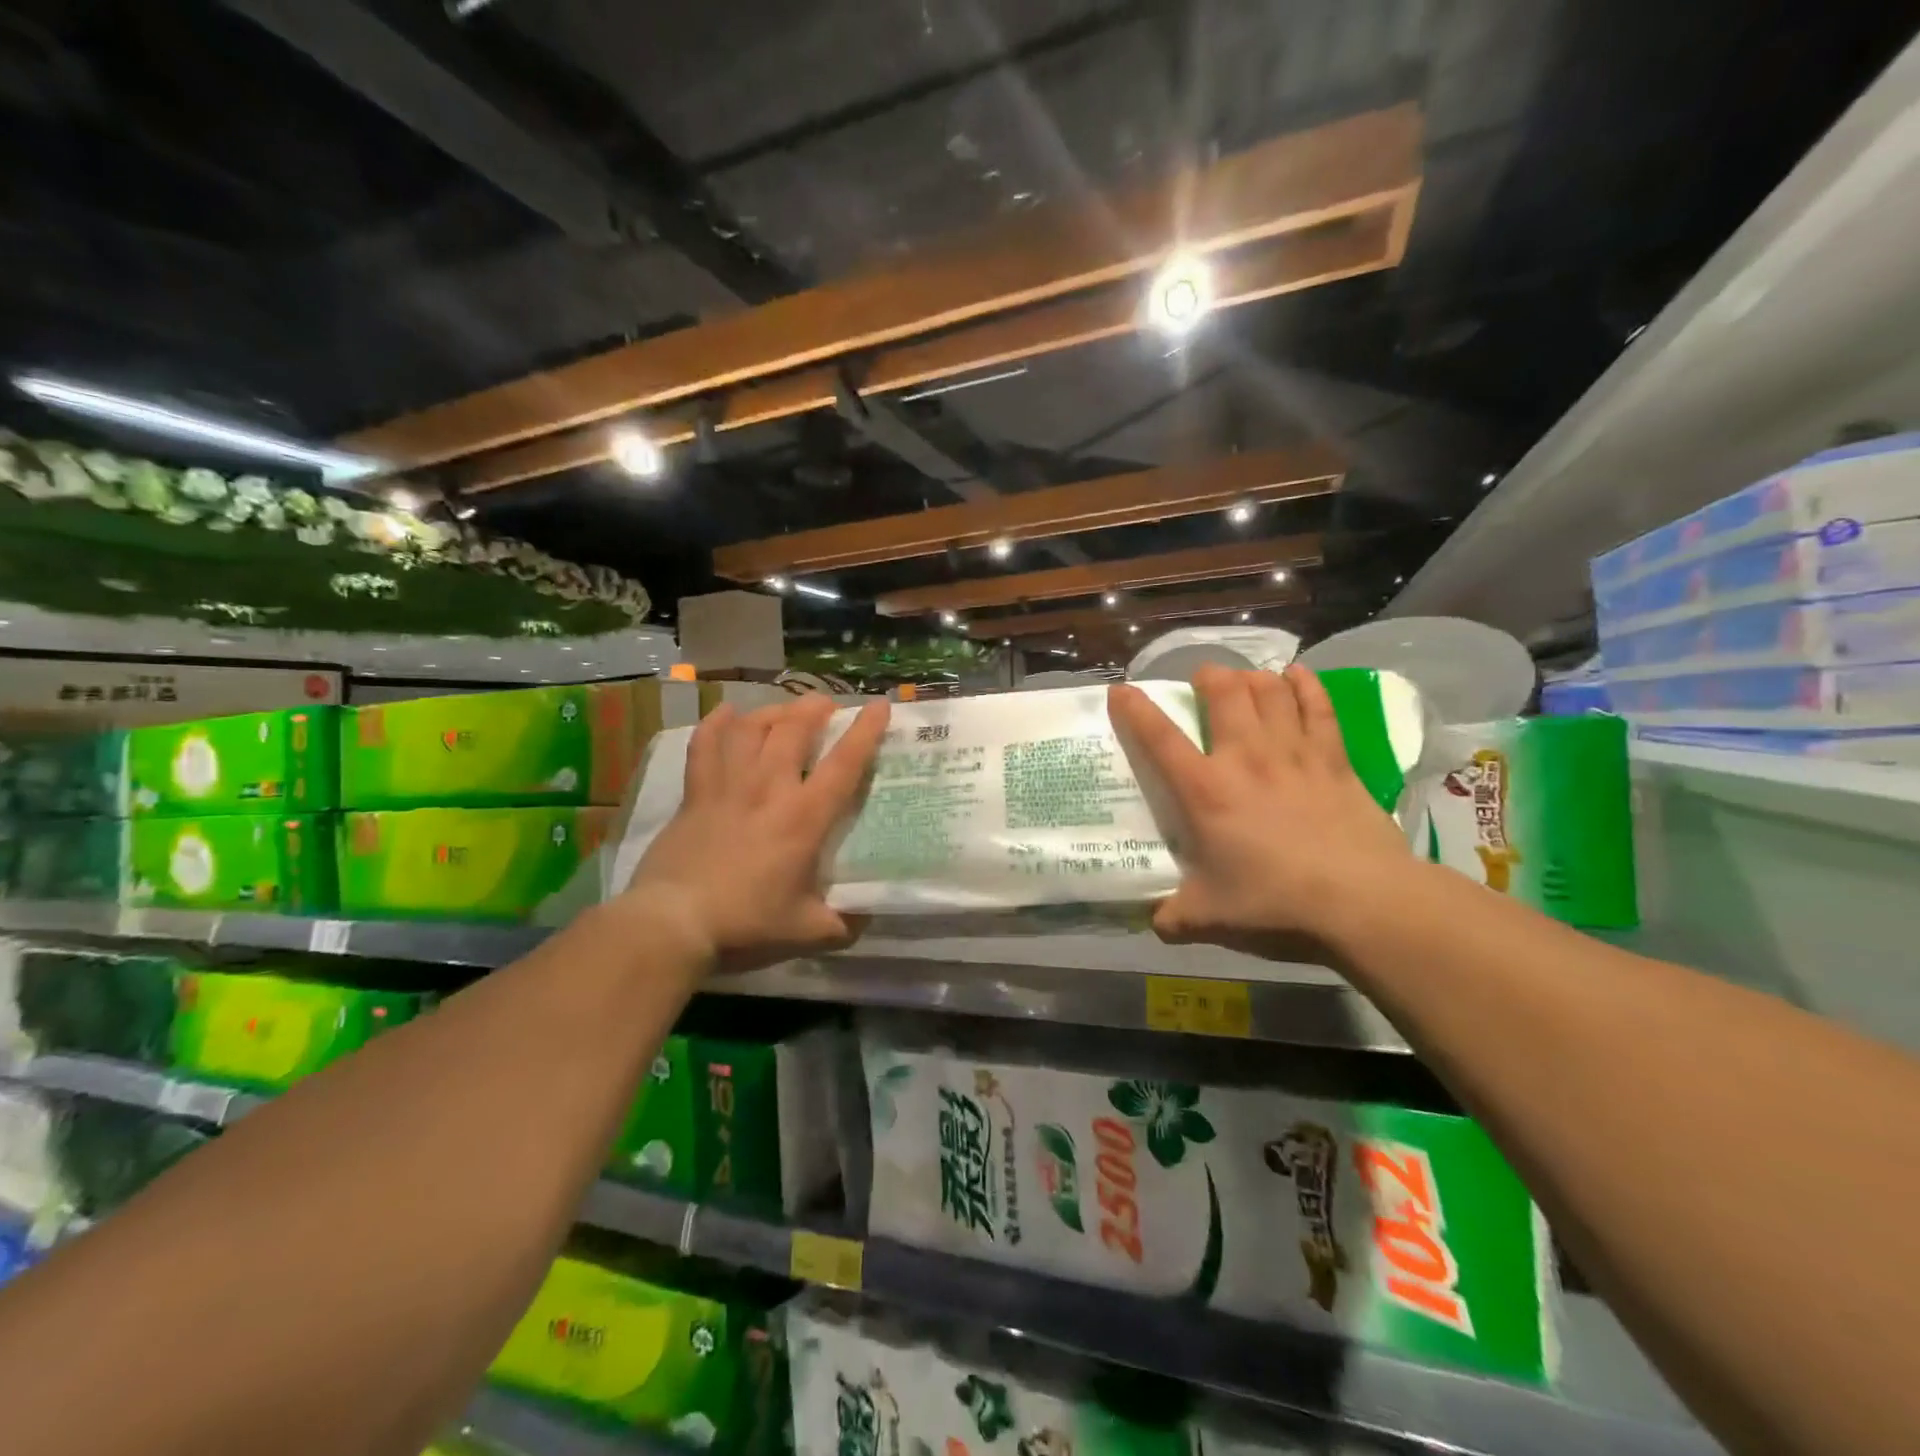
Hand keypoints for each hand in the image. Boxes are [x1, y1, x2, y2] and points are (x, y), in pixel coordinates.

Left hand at [623, 695, 889, 973]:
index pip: (844, 764)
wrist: (674, 922)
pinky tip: (727, 713)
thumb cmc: (746, 923)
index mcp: (804, 817)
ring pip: (751, 728)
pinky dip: (716, 724)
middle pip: (794, 730)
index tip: (878, 706)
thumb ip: (842, 924)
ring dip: (772, 712)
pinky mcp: (695, 793)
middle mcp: (768, 788)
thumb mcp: (807, 931)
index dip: (865, 731)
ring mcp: (728, 786)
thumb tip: (866, 919)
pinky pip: (705, 745)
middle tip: (826, 706)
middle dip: (815, 709)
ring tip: (785, 711)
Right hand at [1108, 664, 1416, 956]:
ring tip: (1243, 680)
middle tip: (1201, 682)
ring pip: (1269, 690)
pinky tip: (1296, 676)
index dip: (1135, 710)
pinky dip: (1305, 685)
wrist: (1360, 901)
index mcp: (1205, 790)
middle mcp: (1245, 757)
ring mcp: (1293, 752)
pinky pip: (1318, 707)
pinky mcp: (1334, 759)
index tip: (1122, 690)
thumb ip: (1174, 917)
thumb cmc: (1275, 902)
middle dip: (1207, 677)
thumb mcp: (1210, 917)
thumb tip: (1154, 923)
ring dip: (1251, 678)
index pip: (1160, 738)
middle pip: (1223, 692)